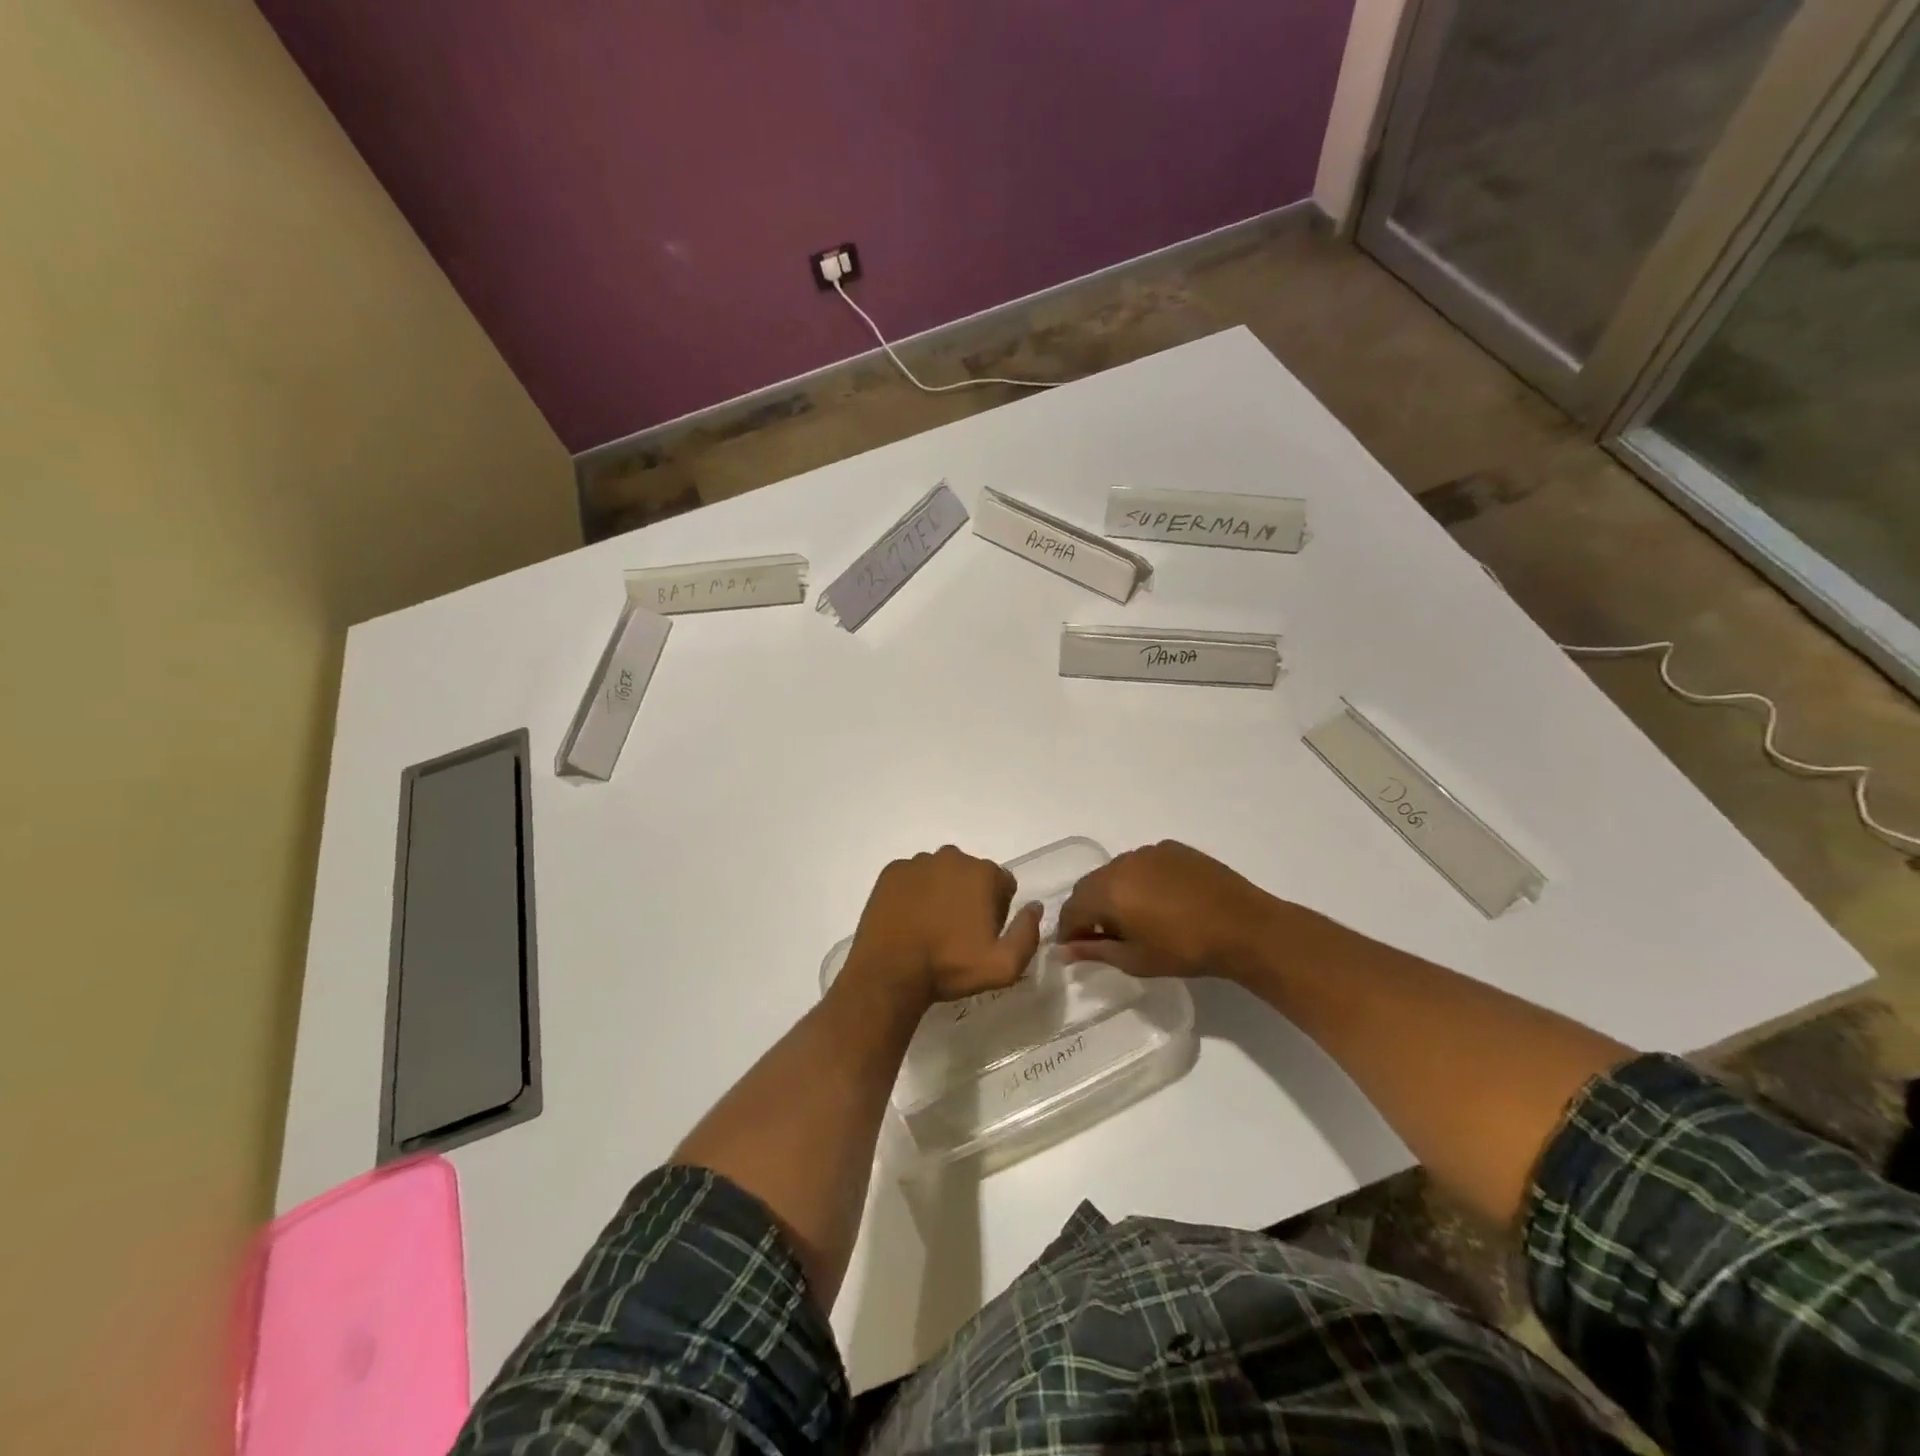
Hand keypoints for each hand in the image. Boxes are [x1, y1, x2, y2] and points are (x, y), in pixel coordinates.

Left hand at [842, 846, 1042, 1008]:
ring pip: (940, 874)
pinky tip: (909, 919)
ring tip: (930, 927)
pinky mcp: (891, 871)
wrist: (890, 971)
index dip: (998, 910)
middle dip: (970, 897)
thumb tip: (1034, 906)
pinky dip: (913, 892)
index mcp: (983, 873)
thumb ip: (1028, 933)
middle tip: (957, 932)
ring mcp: (918, 861)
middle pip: (971, 875)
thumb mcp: (1004, 965)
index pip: (1003, 884)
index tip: (983, 934)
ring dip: (941, 892)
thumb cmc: (950, 968)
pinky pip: (911, 877)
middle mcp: (952, 857)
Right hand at [1057, 840, 1288, 982]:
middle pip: (1090, 886)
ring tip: (1132, 918)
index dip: (1069, 930)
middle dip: (1088, 909)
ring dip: (1114, 892)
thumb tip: (1064, 950)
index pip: (1072, 908)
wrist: (1244, 927)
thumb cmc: (1185, 950)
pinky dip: (1139, 880)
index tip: (1075, 949)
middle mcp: (1122, 864)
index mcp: (1108, 891)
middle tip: (1101, 936)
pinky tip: (1159, 900)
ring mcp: (1148, 852)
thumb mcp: (1135, 960)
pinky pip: (1143, 863)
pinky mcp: (1173, 849)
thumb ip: (1095, 951)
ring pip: (1116, 872)